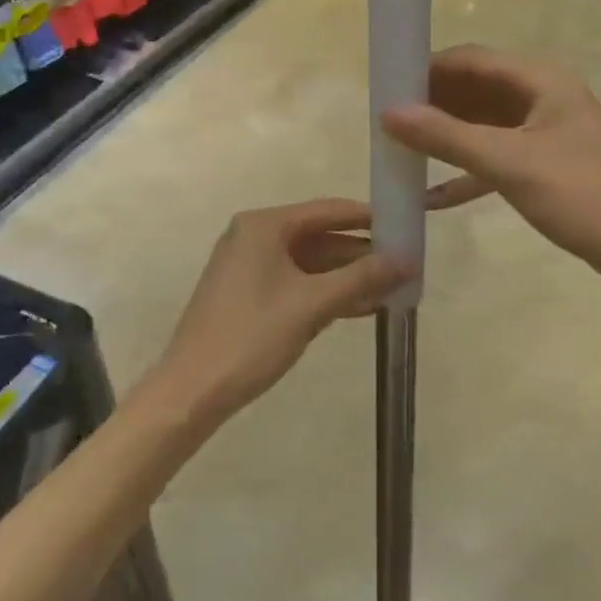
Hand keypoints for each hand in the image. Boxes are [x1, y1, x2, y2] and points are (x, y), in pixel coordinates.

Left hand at [154, 199, 411, 423]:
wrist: (192, 390)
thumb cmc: (252, 337)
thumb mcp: (312, 305)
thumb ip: (361, 278)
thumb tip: (407, 260)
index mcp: (264, 225)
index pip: (328, 210)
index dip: (369, 218)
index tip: (406, 226)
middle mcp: (255, 236)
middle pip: (320, 236)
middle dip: (361, 254)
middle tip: (405, 265)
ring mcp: (249, 265)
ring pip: (310, 263)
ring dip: (348, 277)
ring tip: (393, 289)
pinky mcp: (249, 293)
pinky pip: (297, 282)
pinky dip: (326, 293)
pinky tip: (361, 307)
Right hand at [382, 45, 600, 274]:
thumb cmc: (577, 195)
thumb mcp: (506, 163)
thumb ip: (446, 136)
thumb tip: (388, 113)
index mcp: (541, 80)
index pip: (473, 59)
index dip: (429, 68)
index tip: (387, 85)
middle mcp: (541, 96)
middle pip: (475, 88)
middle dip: (433, 103)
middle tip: (388, 120)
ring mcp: (543, 130)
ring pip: (482, 122)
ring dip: (445, 135)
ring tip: (400, 148)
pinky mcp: (542, 162)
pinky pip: (494, 154)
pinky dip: (465, 168)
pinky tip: (430, 193)